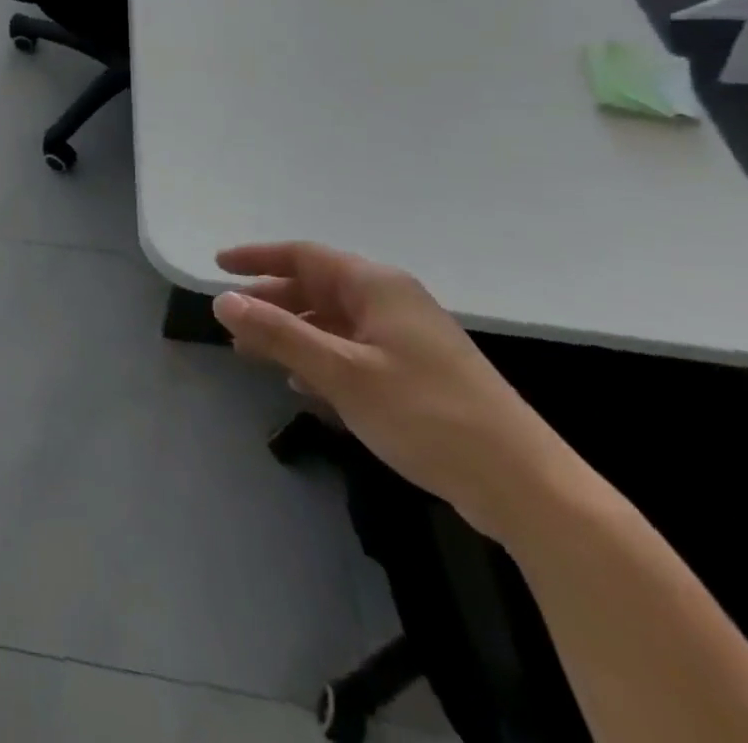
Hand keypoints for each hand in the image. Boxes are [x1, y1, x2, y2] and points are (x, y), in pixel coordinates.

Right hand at [213, 242, 575, 541]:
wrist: (529, 490)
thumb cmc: (427, 416)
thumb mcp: (341, 373)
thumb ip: (278, 333)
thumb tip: (222, 301)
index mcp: (377, 287)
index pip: (304, 256)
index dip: (257, 258)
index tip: (218, 265)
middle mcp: (392, 302)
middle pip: (317, 287)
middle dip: (271, 301)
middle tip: (232, 319)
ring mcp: (408, 340)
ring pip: (333, 322)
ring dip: (292, 334)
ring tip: (254, 354)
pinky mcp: (419, 375)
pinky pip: (354, 351)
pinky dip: (321, 360)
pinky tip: (304, 386)